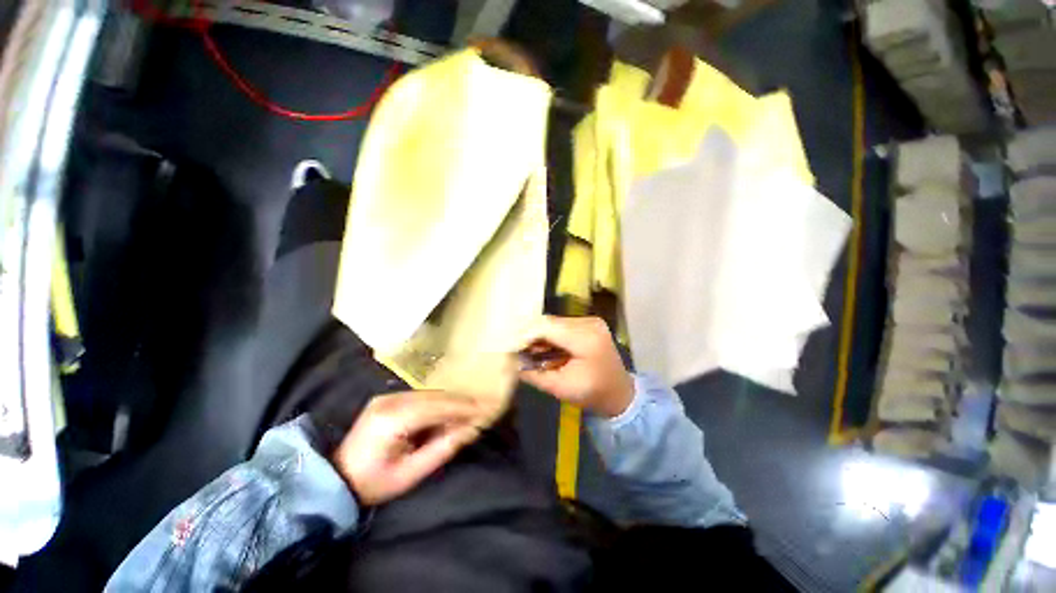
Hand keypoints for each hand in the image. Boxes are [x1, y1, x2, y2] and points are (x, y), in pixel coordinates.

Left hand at [333, 391, 481, 505]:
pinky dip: (437, 403)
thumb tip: (470, 429)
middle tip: (479, 409)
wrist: (336, 479)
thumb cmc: (373, 483)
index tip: (483, 410)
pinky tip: (446, 412)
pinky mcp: (386, 398)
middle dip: (459, 403)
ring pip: (429, 394)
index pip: (437, 407)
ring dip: (449, 402)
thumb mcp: (410, 474)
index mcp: (393, 419)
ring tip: (467, 412)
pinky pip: (420, 397)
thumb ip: (442, 449)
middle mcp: (390, 401)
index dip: (462, 408)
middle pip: (435, 396)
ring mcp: (387, 397)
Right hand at [518, 316, 633, 417]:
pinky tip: (544, 347)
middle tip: (518, 350)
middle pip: (550, 321)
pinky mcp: (589, 323)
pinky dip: (550, 335)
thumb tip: (513, 362)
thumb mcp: (561, 388)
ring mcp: (591, 321)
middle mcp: (590, 323)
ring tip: (529, 351)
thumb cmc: (592, 394)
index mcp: (586, 339)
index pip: (548, 327)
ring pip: (554, 322)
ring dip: (539, 335)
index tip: (511, 347)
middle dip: (531, 335)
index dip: (526, 335)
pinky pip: (562, 325)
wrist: (620, 393)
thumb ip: (534, 374)